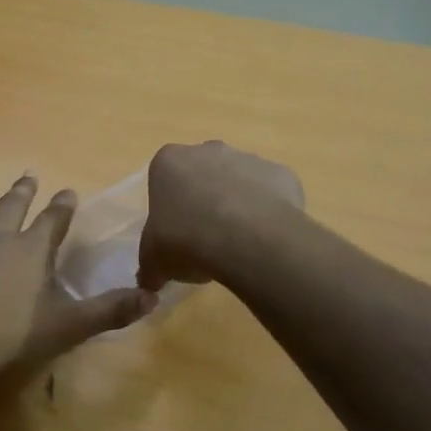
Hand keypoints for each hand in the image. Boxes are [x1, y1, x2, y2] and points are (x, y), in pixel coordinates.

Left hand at [0, 173, 157, 388]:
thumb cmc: (7, 335)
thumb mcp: (67, 326)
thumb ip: (108, 311)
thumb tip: (152, 298)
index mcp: (29, 251)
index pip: (52, 221)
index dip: (62, 206)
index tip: (68, 191)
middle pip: (10, 208)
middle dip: (22, 191)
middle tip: (27, 173)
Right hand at [140, 142, 304, 288]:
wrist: (246, 239)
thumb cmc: (186, 240)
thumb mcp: (153, 261)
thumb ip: (149, 267)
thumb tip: (150, 280)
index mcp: (169, 162)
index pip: (164, 179)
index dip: (170, 207)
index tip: (176, 232)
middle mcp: (208, 150)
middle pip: (203, 173)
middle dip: (204, 198)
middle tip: (206, 237)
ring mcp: (248, 158)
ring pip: (239, 180)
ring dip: (238, 204)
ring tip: (238, 243)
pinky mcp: (281, 173)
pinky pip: (272, 193)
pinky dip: (269, 212)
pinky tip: (265, 239)